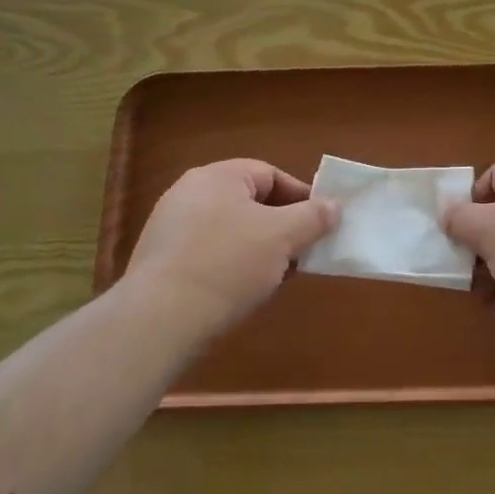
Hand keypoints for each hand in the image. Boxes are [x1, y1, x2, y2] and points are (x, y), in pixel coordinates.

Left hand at [125, 160, 336, 335]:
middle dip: (281, 227)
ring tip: (276, 277)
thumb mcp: (282, 237)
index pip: (270, 174)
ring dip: (259, 249)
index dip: (301, 197)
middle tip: (302, 254)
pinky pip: (209, 253)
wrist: (160, 319)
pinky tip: (242, 291)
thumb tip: (334, 206)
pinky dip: (231, 265)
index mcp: (217, 176)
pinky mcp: (161, 260)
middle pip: (250, 202)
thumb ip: (313, 217)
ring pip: (231, 230)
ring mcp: (171, 227)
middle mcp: (189, 193)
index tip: (321, 225)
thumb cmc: (228, 264)